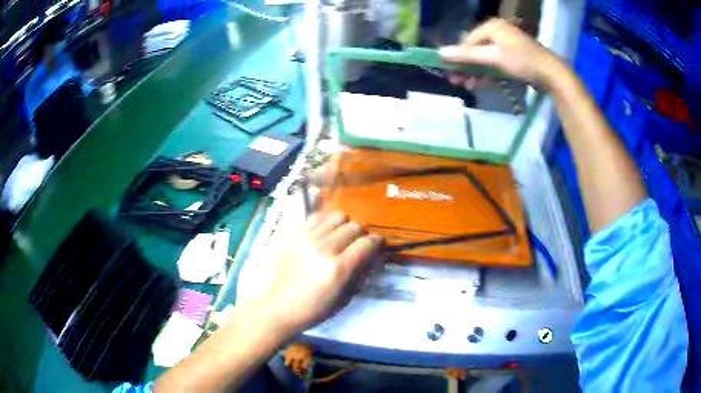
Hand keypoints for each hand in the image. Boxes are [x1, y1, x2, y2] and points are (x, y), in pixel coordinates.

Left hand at [259, 212, 383, 332]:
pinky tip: (325, 234)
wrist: (281, 306)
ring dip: (345, 226)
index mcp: (338, 269)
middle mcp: (323, 249)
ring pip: (338, 217)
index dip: (378, 242)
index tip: (379, 245)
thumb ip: (361, 272)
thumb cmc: (316, 308)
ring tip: (341, 238)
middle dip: (362, 235)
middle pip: (354, 227)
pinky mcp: (295, 235)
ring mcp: (307, 239)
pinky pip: (318, 217)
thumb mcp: (346, 297)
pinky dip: (327, 223)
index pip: (367, 243)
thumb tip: (374, 253)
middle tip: (358, 246)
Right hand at [439, 19, 562, 88]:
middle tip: (455, 81)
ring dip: (475, 73)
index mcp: (492, 27)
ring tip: (466, 86)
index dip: (458, 56)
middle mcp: (497, 33)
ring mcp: (506, 46)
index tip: (449, 71)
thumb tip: (440, 52)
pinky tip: (480, 84)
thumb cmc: (522, 61)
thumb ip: (467, 55)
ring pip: (485, 59)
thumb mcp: (494, 57)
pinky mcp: (513, 58)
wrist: (552, 74)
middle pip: (476, 50)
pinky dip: (488, 74)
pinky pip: (495, 64)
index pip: (468, 41)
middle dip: (466, 66)